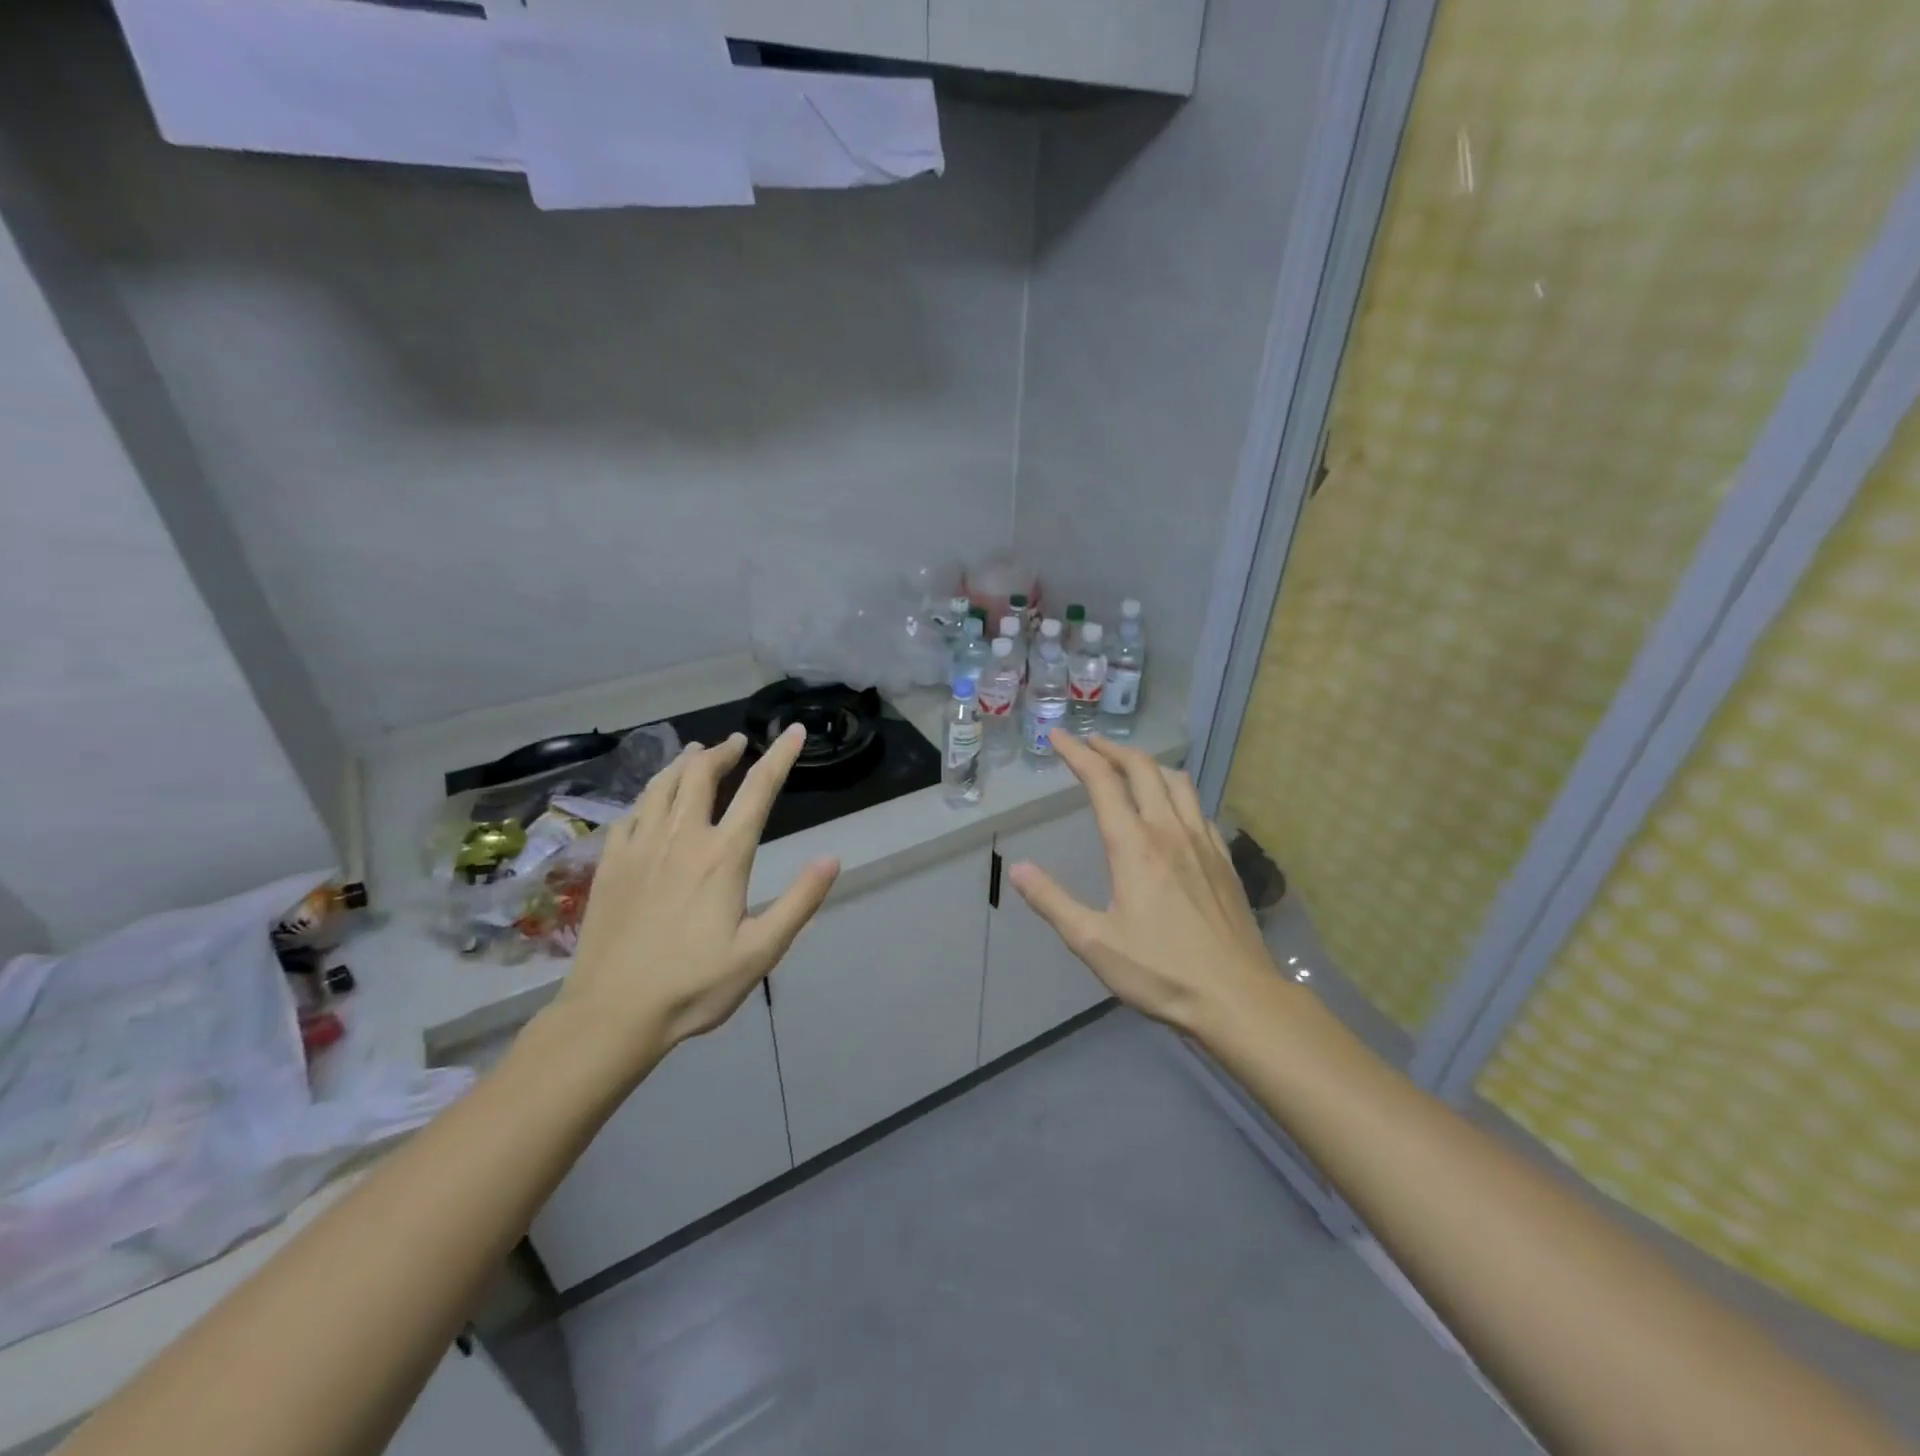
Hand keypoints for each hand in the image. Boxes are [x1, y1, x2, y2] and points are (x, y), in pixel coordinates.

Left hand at [554, 727, 839, 1071]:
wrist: (612, 1014)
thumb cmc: (694, 985)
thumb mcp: (761, 952)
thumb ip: (799, 902)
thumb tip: (831, 858)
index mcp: (722, 856)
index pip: (758, 790)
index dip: (780, 756)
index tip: (794, 732)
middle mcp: (681, 838)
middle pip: (701, 774)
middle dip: (723, 751)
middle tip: (737, 743)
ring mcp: (639, 848)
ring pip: (661, 785)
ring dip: (683, 763)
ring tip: (696, 754)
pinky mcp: (609, 864)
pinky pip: (631, 812)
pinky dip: (648, 794)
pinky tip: (652, 801)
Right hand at [1008, 731, 1278, 1036]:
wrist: (1237, 997)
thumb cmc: (1160, 971)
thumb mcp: (1093, 942)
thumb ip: (1052, 901)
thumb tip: (1018, 868)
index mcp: (1134, 845)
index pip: (1101, 782)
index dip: (1077, 754)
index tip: (1058, 737)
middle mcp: (1169, 830)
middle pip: (1142, 769)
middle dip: (1112, 750)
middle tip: (1090, 745)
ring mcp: (1203, 842)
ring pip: (1177, 781)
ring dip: (1148, 764)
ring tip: (1129, 767)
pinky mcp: (1224, 859)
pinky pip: (1198, 806)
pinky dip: (1176, 791)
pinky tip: (1172, 809)